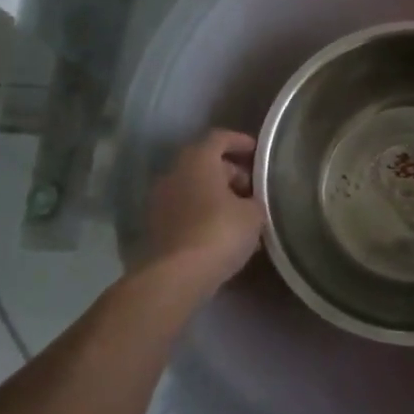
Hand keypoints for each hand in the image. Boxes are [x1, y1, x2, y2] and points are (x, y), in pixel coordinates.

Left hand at [144, 129, 265, 288]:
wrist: (177, 275)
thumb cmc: (220, 232)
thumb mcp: (253, 214)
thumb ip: (254, 200)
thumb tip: (250, 202)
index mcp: (198, 160)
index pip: (219, 138)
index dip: (239, 141)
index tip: (256, 151)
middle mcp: (174, 173)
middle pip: (205, 163)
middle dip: (230, 172)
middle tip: (252, 188)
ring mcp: (161, 200)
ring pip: (194, 188)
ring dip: (217, 195)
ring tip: (241, 214)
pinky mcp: (156, 226)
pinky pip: (186, 210)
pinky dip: (204, 213)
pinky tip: (223, 232)